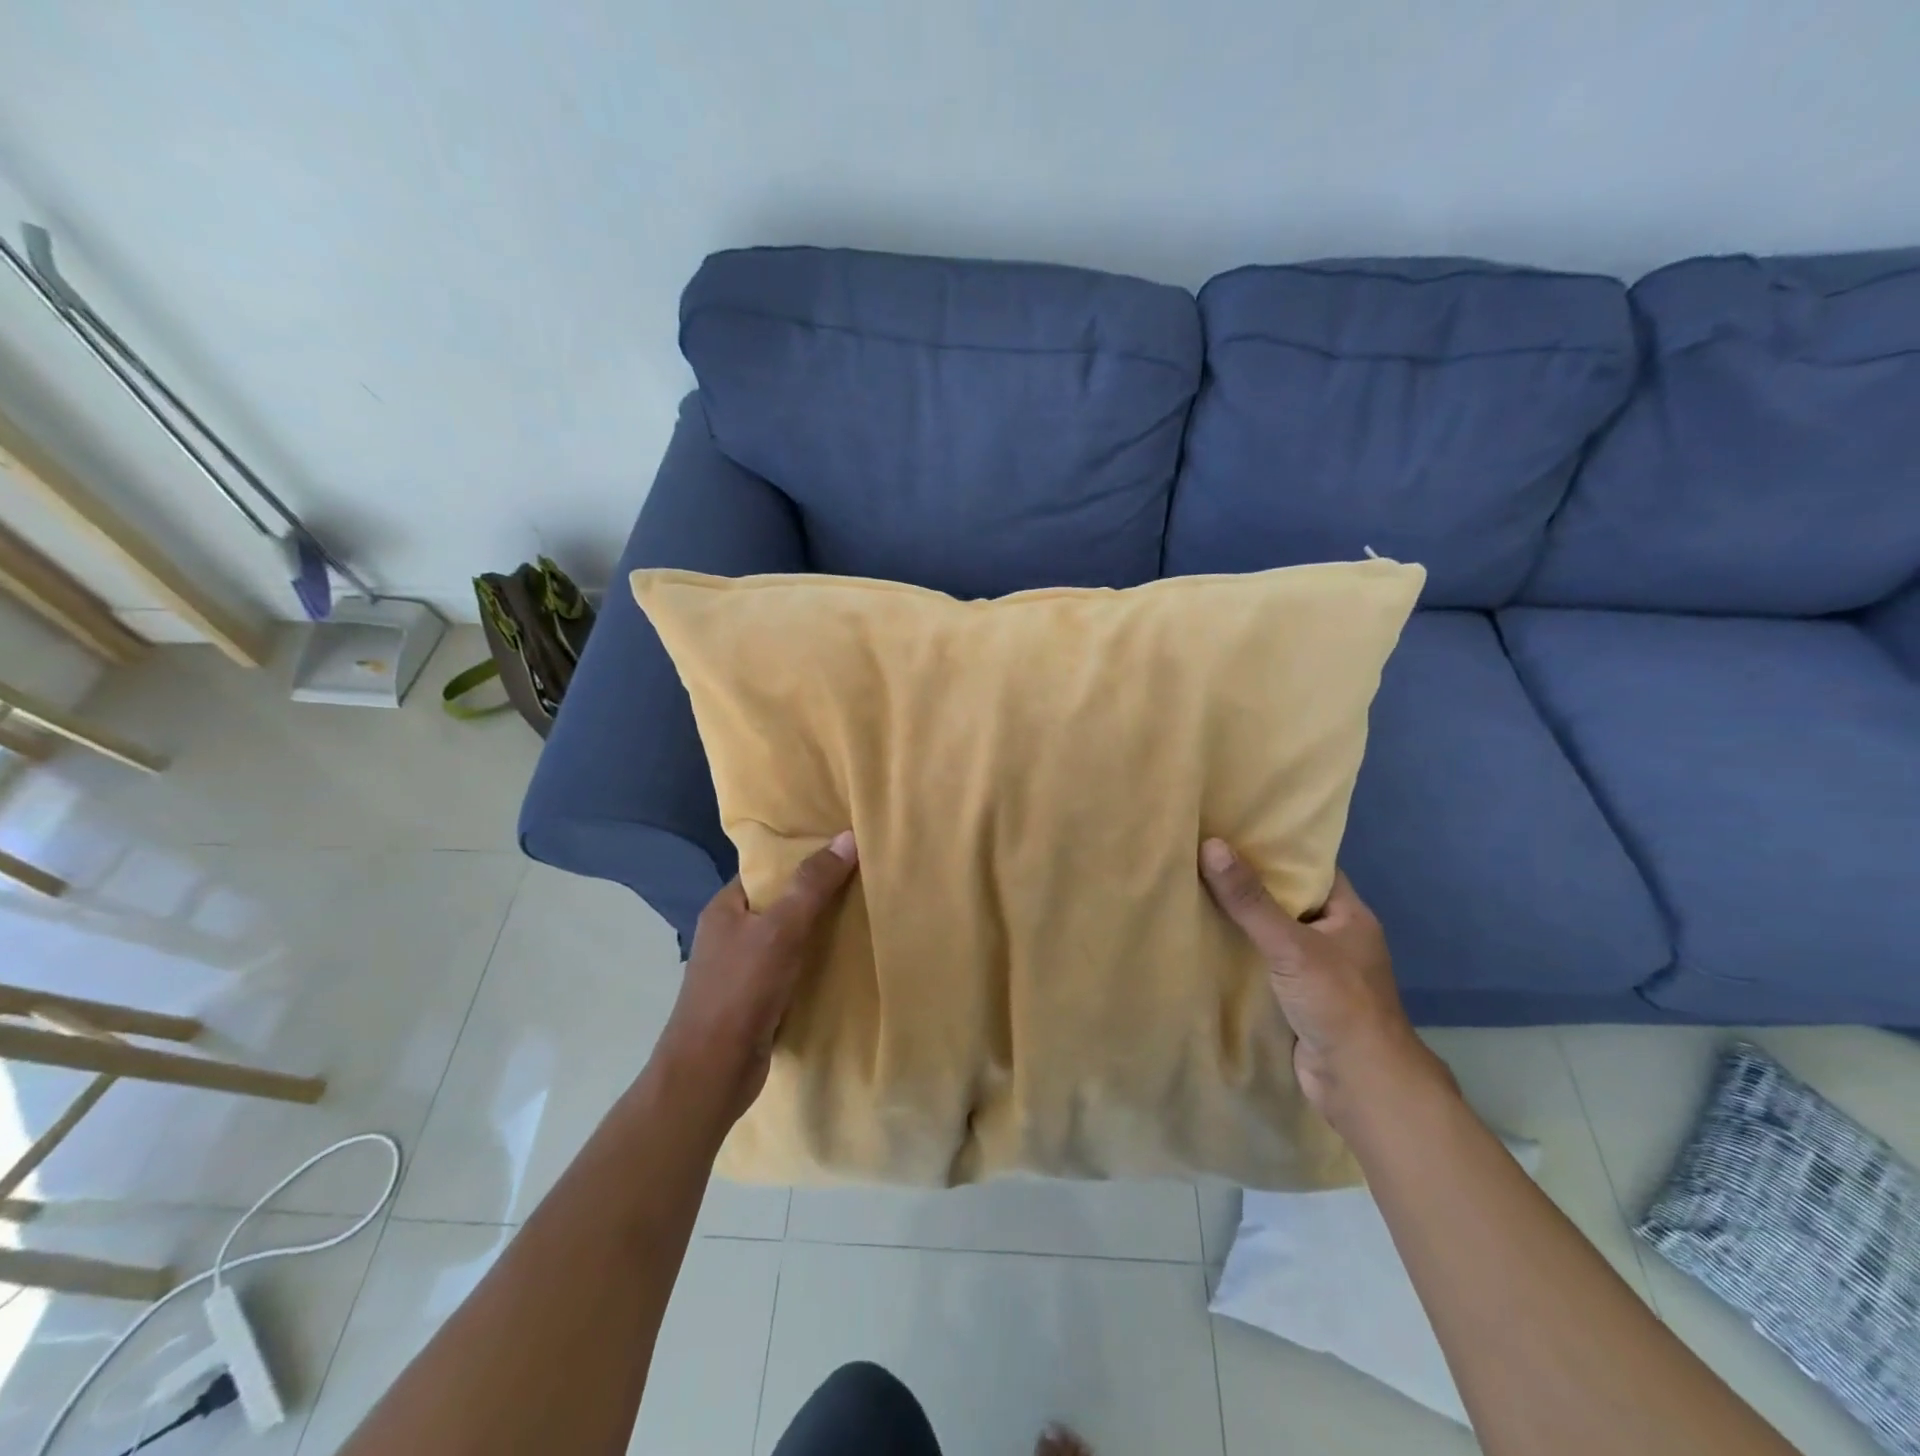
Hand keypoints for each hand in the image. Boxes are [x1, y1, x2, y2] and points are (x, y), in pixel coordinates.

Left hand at [659, 831, 858, 1124]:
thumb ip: (812, 885)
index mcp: (726, 908)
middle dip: (817, 894)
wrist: (711, 1072)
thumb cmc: (740, 991)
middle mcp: (731, 934)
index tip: (843, 849)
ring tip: (864, 914)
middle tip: (863, 879)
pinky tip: (846, 961)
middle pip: (781, 902)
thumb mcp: (781, 929)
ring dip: (820, 931)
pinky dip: (815, 964)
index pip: (767, 869)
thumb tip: (847, 837)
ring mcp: (742, 969)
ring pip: (789, 938)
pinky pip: (792, 969)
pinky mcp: (757, 1000)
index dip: (802, 856)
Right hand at [1199, 839, 1448, 1129]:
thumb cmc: (1338, 1002)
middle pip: (1287, 900)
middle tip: (1203, 856)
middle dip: (1250, 883)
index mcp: (1349, 915)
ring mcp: (1317, 970)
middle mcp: (1335, 937)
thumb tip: (1210, 845)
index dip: (1277, 848)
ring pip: (1273, 934)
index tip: (1235, 830)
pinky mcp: (1297, 998)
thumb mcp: (1291, 944)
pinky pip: (1264, 963)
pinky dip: (1240, 953)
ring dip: (1241, 921)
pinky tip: (1205, 939)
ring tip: (1194, 889)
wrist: (1360, 1084)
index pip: (1311, 868)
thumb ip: (1250, 900)